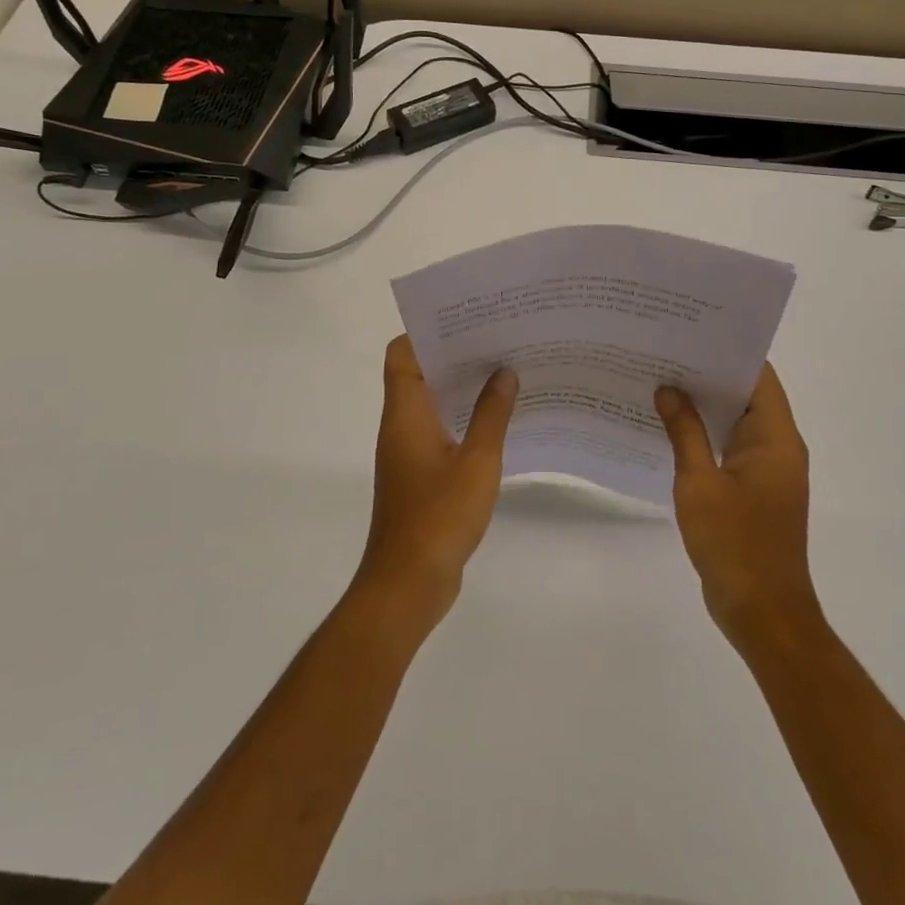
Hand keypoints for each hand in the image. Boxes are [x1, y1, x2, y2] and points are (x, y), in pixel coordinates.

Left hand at [356, 336, 516, 629]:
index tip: (466, 321)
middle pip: (418, 373)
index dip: (426, 332)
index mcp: (405, 413)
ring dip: (461, 387)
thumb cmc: (439, 516)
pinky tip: (497, 421)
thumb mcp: (477, 461)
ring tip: (504, 371)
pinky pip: (439, 430)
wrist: (408, 583)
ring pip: (431, 403)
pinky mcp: (419, 475)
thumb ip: (492, 414)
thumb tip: (504, 371)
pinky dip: (462, 418)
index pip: (401, 354)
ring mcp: (407, 452)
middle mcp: (400, 425)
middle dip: (454, 355)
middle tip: (497, 339)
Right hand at [656, 364, 821, 645]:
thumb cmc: (735, 544)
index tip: (690, 333)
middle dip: (708, 375)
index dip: (727, 351)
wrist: (763, 613)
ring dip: (704, 406)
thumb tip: (669, 389)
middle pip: (746, 395)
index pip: (758, 376)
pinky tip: (669, 429)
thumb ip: (684, 432)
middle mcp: (778, 447)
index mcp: (775, 438)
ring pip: (736, 422)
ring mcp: (767, 470)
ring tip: (661, 382)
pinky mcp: (754, 491)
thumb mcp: (699, 483)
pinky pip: (730, 448)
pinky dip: (705, 435)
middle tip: (664, 353)